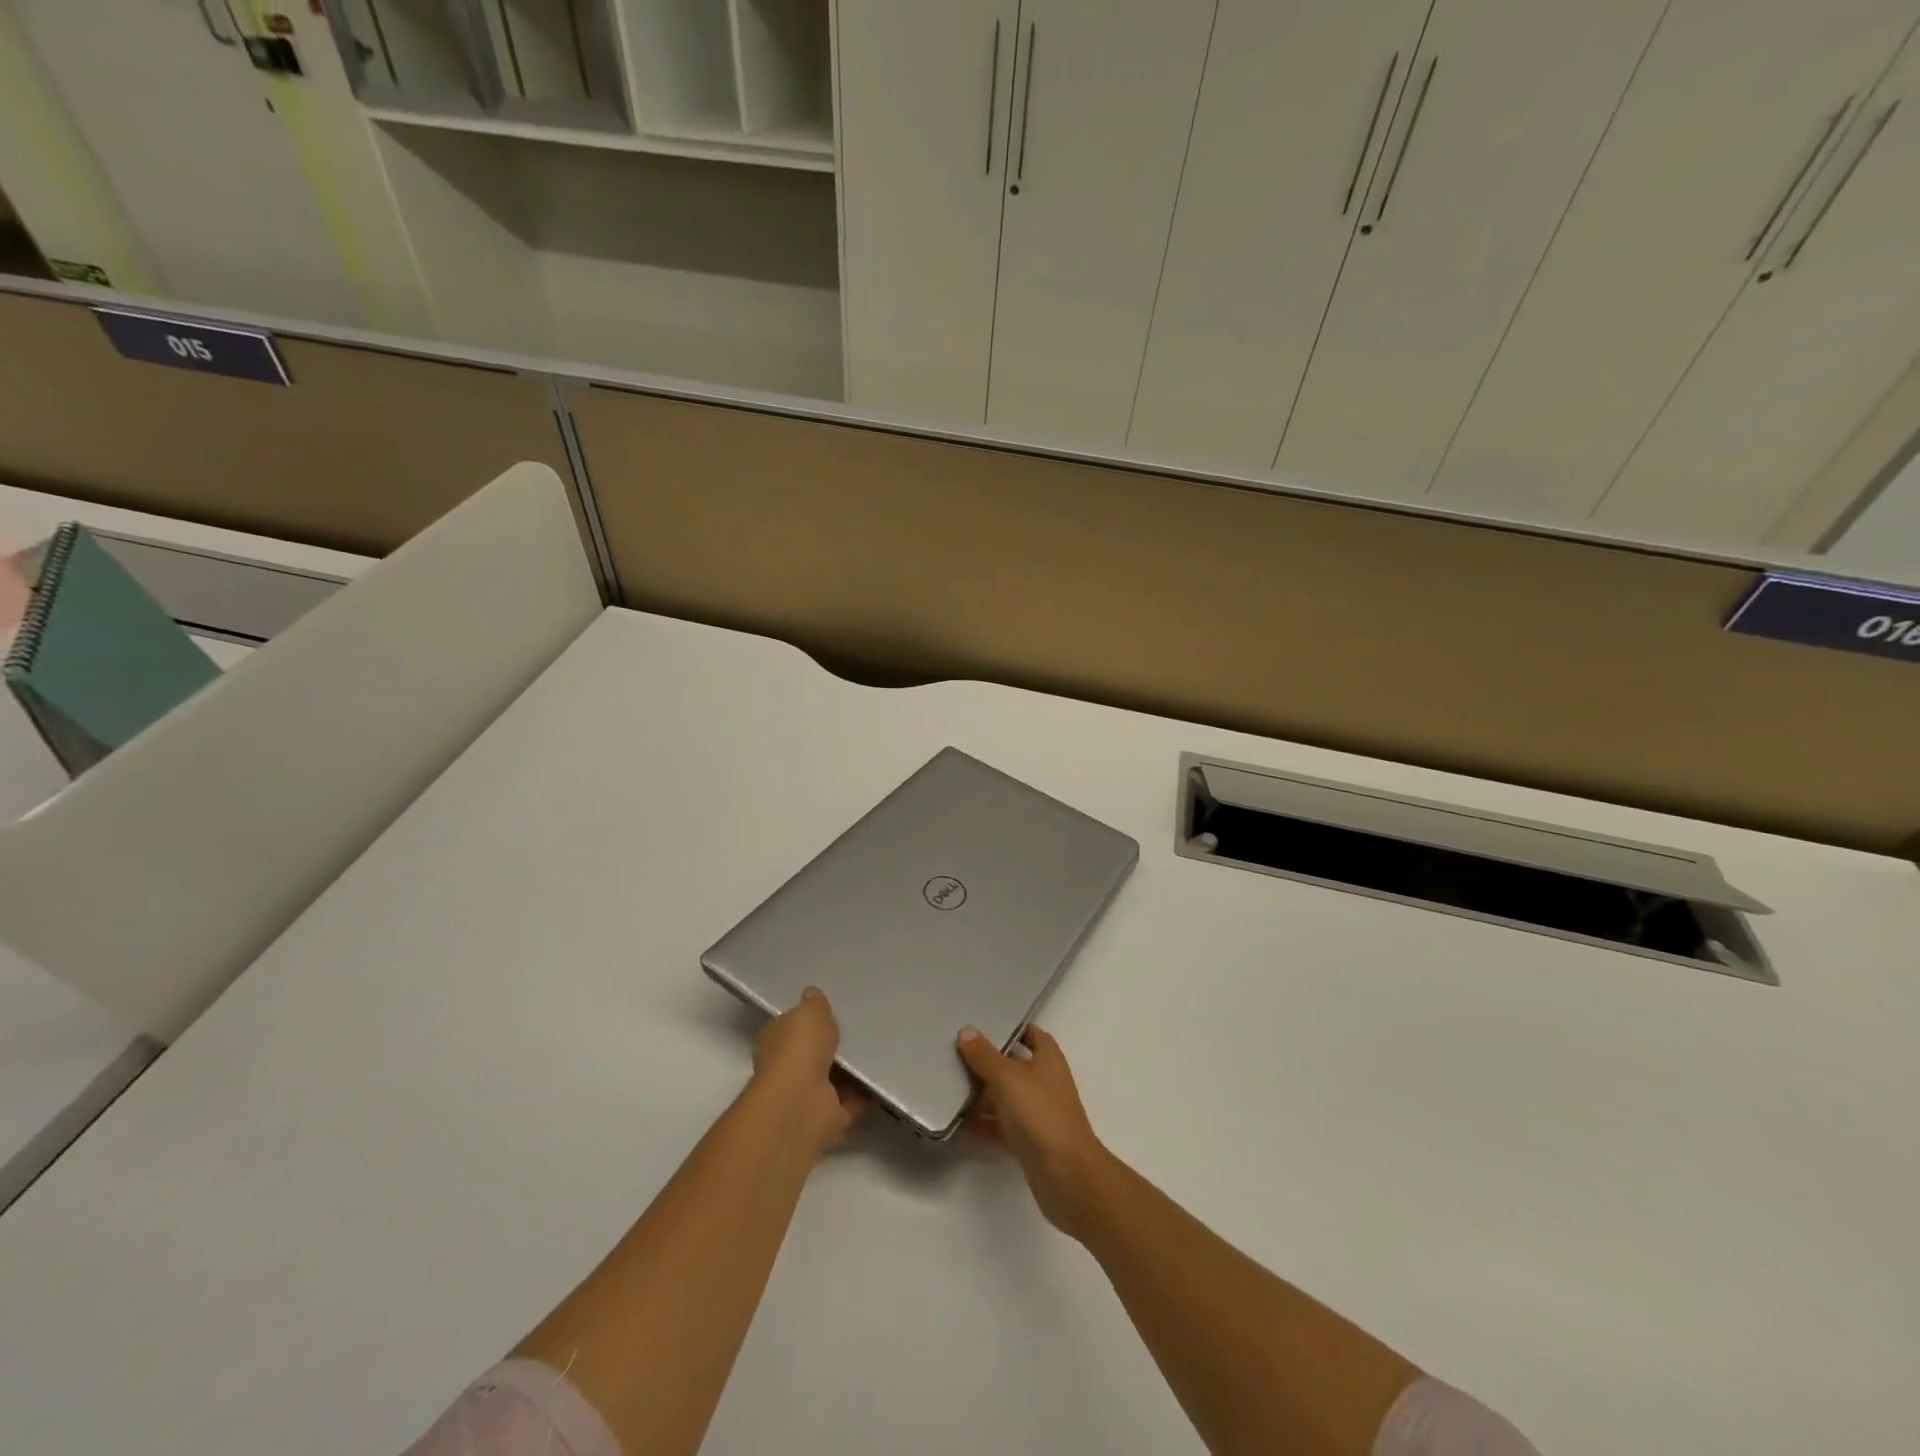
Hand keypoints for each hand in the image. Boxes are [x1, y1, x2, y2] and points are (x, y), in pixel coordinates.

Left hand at [751, 987, 866, 1155]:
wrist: (802, 1103)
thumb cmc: (799, 1049)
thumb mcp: (809, 1012)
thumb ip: (814, 1004)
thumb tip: (812, 993)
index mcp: (777, 1042)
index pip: (792, 1027)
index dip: (810, 1020)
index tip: (833, 1010)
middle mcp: (789, 1069)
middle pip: (816, 1053)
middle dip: (835, 1045)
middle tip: (864, 1027)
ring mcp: (809, 1095)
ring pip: (836, 1078)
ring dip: (854, 1070)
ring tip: (882, 1048)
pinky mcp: (830, 1116)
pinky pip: (854, 1101)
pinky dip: (867, 1093)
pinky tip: (887, 1075)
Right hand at [958, 1024, 1114, 1240]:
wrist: (1066, 1177)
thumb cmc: (1040, 1115)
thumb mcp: (1009, 1078)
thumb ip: (985, 1056)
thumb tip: (967, 1031)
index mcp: (1047, 1059)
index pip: (1030, 1034)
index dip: (1010, 1027)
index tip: (981, 1024)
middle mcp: (1043, 1082)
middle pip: (1012, 1065)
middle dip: (986, 1061)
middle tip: (952, 1053)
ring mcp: (1036, 1113)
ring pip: (1004, 1097)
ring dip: (980, 1095)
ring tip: (946, 1086)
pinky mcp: (1027, 1141)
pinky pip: (1000, 1126)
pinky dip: (981, 1124)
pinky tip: (956, 1124)